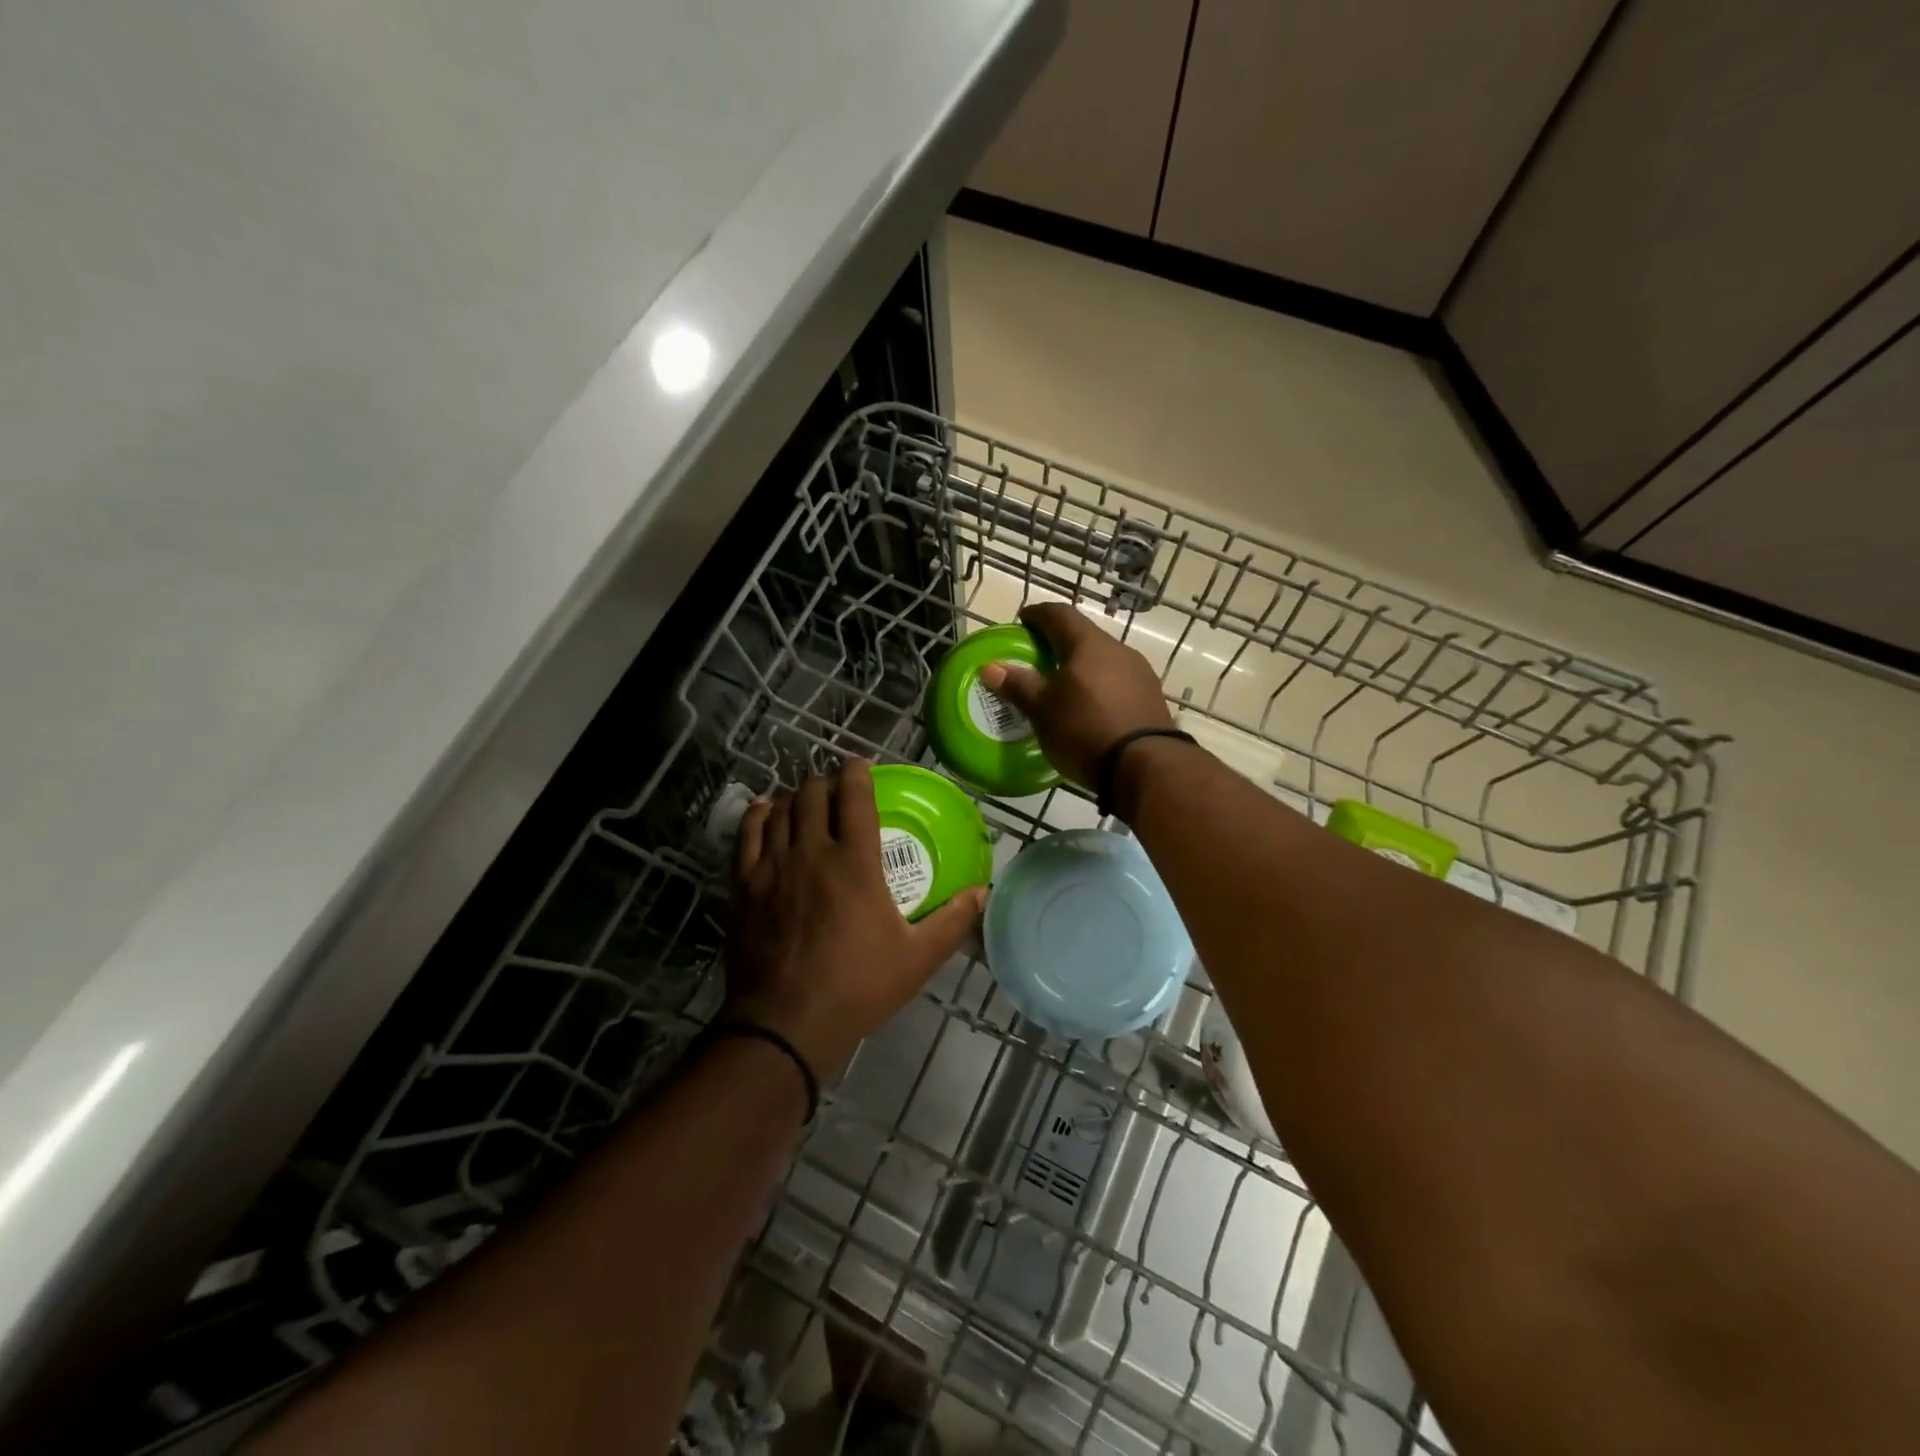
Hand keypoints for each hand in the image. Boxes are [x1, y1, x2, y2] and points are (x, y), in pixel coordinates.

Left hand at [725, 760, 984, 1081]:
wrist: (786, 1023)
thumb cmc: (858, 987)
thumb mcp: (917, 958)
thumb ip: (952, 920)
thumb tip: (983, 892)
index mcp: (855, 862)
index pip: (854, 796)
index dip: (857, 772)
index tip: (862, 766)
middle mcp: (811, 852)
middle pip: (812, 794)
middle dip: (825, 783)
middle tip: (836, 790)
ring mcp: (772, 866)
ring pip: (779, 808)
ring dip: (794, 797)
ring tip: (804, 801)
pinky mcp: (744, 885)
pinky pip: (747, 834)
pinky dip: (757, 815)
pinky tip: (764, 811)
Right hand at [977, 602, 1173, 787]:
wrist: (1146, 766)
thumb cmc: (1085, 729)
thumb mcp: (1042, 710)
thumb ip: (1018, 684)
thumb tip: (990, 667)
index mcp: (1088, 644)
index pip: (1059, 614)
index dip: (1038, 614)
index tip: (1022, 620)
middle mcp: (1118, 649)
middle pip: (1083, 636)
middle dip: (1059, 641)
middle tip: (1038, 656)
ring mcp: (1139, 673)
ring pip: (1102, 659)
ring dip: (1081, 666)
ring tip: (1062, 685)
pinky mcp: (1150, 697)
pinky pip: (1117, 681)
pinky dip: (1098, 685)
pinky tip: (1089, 706)